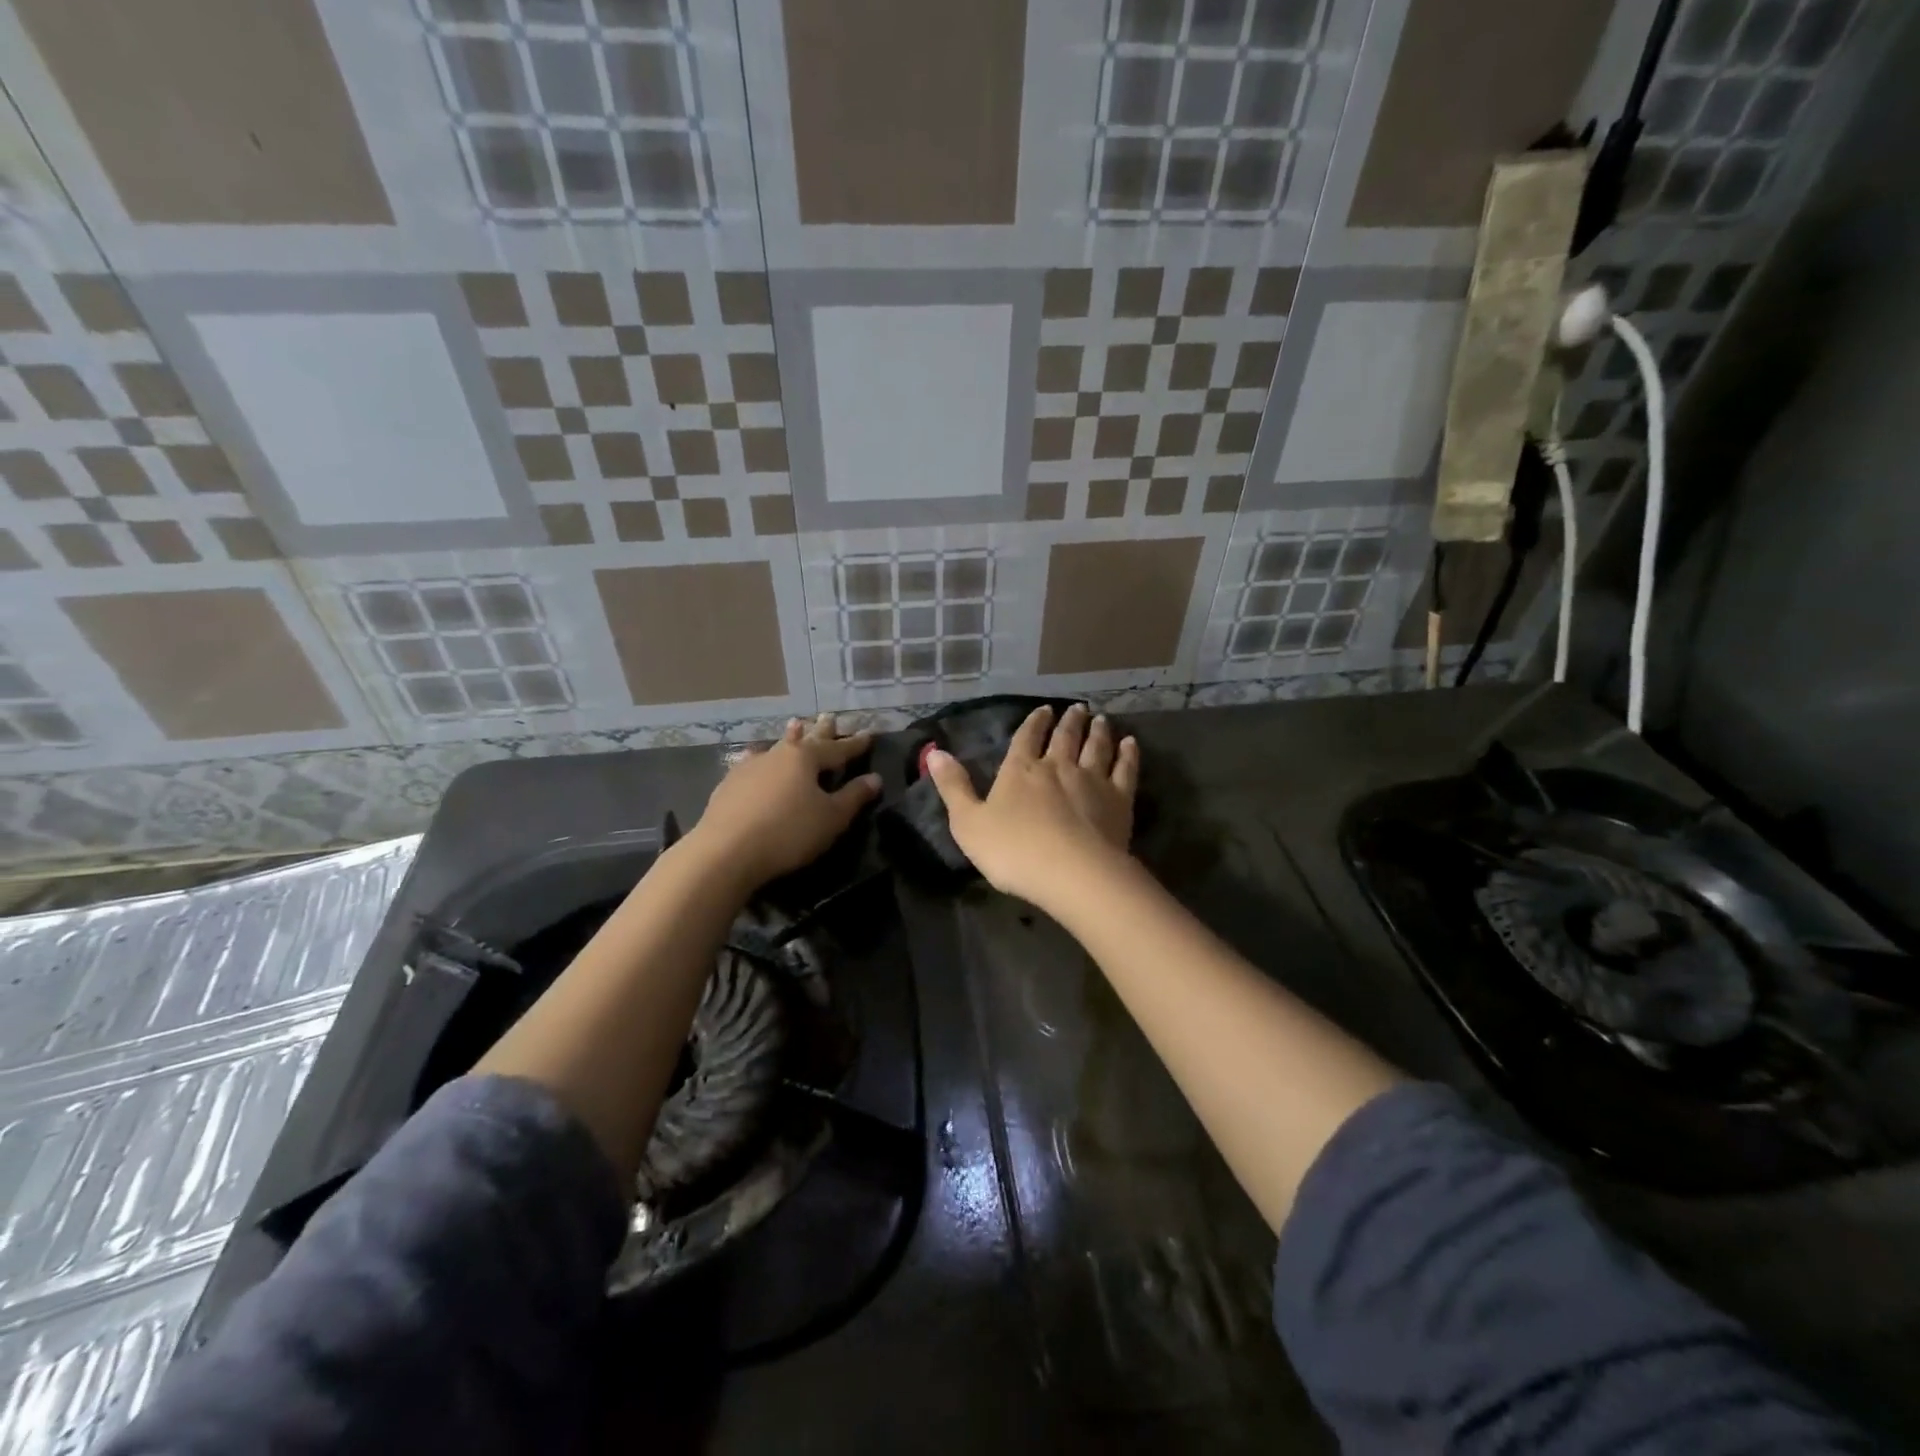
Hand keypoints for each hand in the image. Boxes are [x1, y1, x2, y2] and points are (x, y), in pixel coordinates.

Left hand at [686, 715, 879, 892]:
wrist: (726, 851)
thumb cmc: (789, 832)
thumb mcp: (831, 818)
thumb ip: (854, 797)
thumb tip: (874, 778)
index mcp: (806, 758)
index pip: (838, 749)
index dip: (855, 744)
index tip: (869, 734)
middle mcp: (778, 754)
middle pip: (806, 739)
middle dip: (821, 731)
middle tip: (830, 717)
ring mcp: (750, 767)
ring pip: (777, 746)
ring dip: (789, 736)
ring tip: (796, 724)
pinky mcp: (729, 784)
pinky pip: (752, 762)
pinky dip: (761, 757)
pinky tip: (754, 756)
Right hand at [925, 703, 1138, 907]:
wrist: (1072, 873)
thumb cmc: (1013, 851)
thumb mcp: (968, 823)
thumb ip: (953, 787)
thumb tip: (933, 752)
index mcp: (1020, 771)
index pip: (1026, 738)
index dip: (1034, 723)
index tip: (1044, 710)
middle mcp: (1057, 766)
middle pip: (1065, 737)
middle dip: (1069, 721)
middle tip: (1078, 708)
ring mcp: (1092, 780)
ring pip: (1096, 747)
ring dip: (1098, 731)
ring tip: (1101, 719)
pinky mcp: (1120, 799)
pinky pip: (1125, 769)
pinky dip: (1128, 753)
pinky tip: (1130, 744)